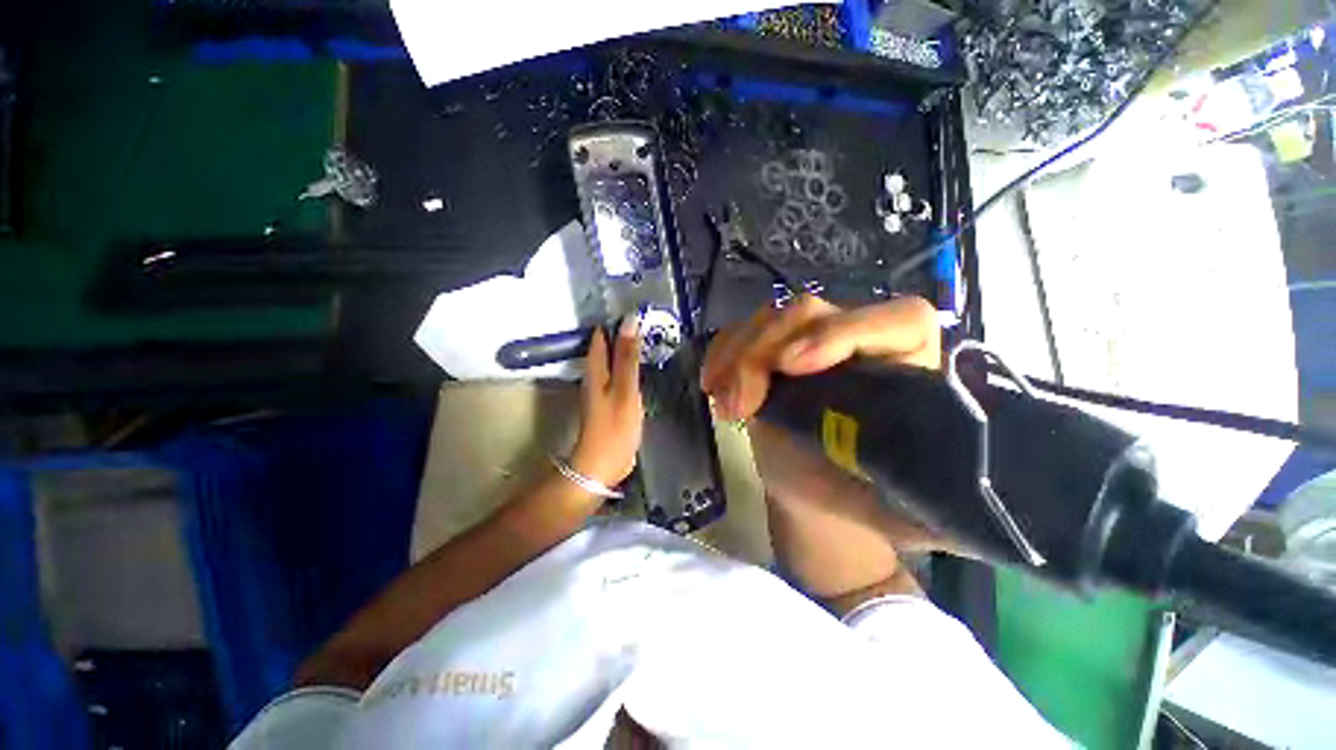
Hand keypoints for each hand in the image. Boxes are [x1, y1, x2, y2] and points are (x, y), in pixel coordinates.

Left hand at [571, 316, 643, 488]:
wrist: (604, 465)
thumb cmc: (615, 427)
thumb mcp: (625, 389)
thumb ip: (628, 357)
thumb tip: (629, 321)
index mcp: (596, 369)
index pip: (601, 336)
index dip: (615, 320)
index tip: (636, 307)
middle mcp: (595, 376)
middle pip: (607, 347)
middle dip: (623, 333)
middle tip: (647, 320)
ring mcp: (602, 390)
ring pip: (614, 361)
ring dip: (627, 349)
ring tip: (648, 337)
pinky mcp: (611, 402)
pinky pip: (620, 376)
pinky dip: (630, 367)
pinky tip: (643, 367)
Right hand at [700, 295, 946, 604]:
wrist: (817, 496)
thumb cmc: (866, 501)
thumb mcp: (913, 514)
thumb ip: (952, 516)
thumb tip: (1001, 527)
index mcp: (908, 368)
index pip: (897, 319)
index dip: (846, 332)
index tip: (795, 368)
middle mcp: (857, 343)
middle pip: (811, 310)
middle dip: (765, 352)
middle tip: (740, 405)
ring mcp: (806, 344)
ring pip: (769, 319)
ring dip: (737, 356)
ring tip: (725, 406)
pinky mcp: (769, 354)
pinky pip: (740, 335)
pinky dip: (720, 355)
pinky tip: (712, 386)